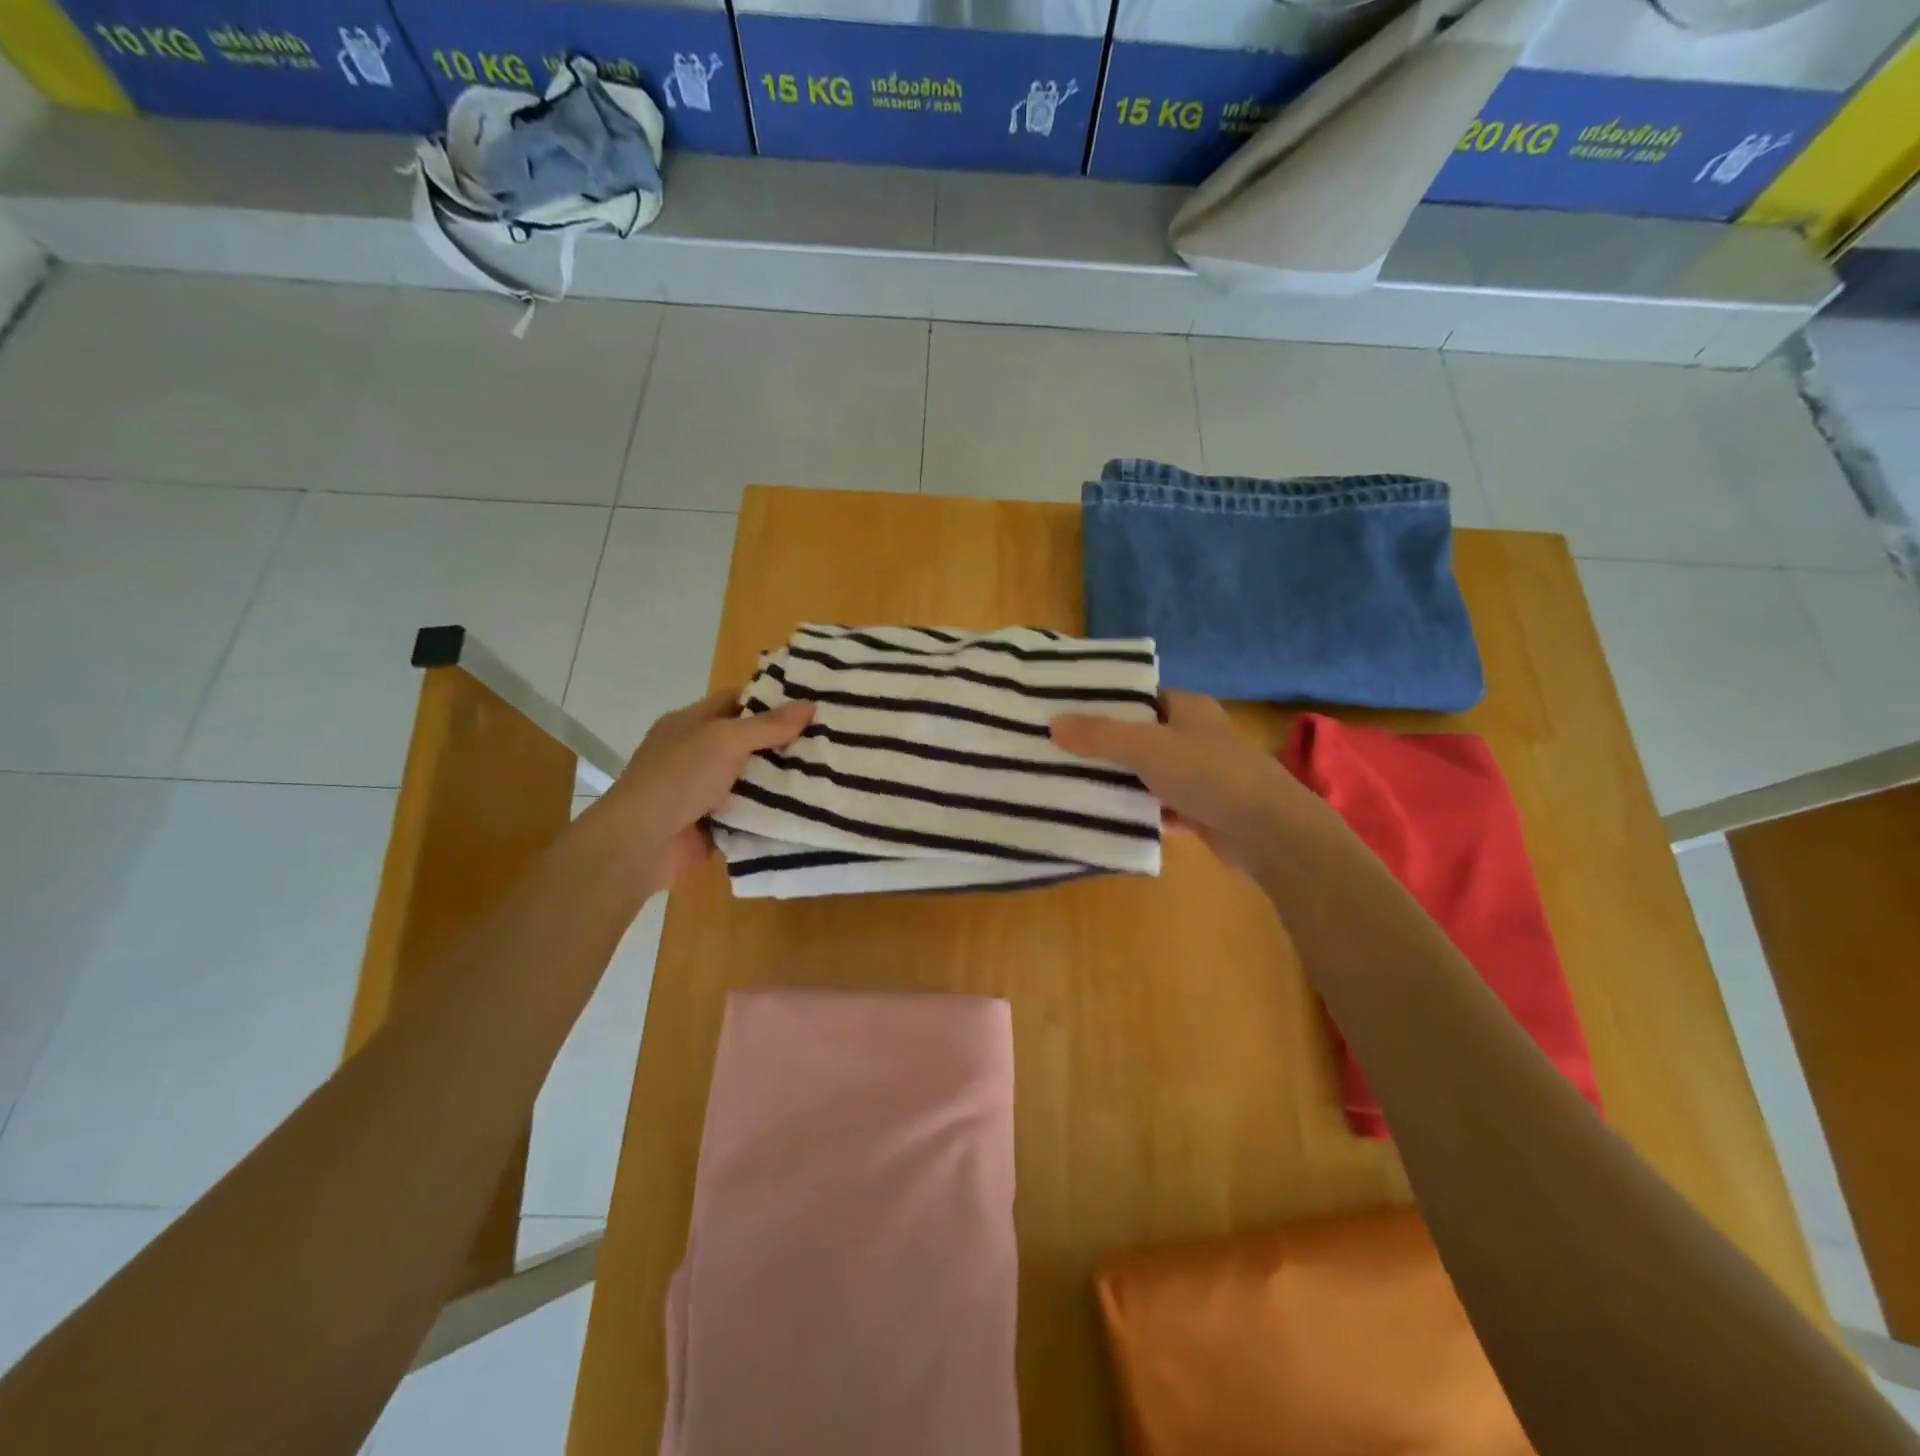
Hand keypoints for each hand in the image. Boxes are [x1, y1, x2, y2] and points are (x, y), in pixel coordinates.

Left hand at [596, 689, 813, 894]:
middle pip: (749, 741)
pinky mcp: (715, 824)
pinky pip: (751, 813)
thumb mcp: (725, 740)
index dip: (771, 699)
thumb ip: (768, 725)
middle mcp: (697, 754)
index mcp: (691, 724)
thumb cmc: (679, 777)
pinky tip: (809, 808)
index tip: (811, 702)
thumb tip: (811, 704)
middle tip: (831, 739)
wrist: (642, 843)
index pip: (736, 701)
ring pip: (753, 779)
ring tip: (830, 774)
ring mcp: (705, 791)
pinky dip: (773, 812)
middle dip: (785, 742)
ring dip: (783, 780)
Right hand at [1050, 691, 1321, 872]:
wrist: (1268, 831)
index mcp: (1188, 709)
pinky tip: (1104, 817)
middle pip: (1140, 736)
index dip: (1106, 702)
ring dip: (1118, 781)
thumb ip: (1101, 735)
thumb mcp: (1147, 747)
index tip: (1066, 712)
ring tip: (1070, 783)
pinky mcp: (1200, 812)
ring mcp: (1199, 776)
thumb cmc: (1209, 774)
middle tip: (1058, 751)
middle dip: (1104, 745)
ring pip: (1147, 774)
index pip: (1140, 697)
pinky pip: (1158, 808)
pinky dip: (1136, 812)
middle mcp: (1195, 737)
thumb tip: (1053, 724)